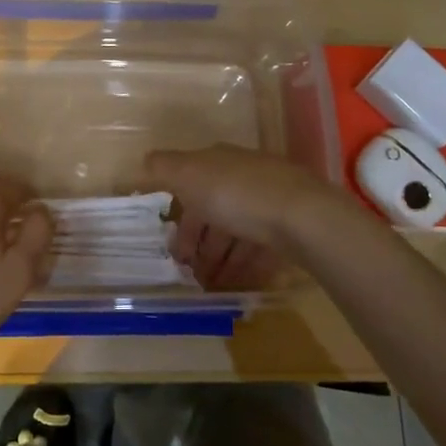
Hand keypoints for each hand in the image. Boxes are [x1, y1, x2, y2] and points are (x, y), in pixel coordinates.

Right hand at [142, 146, 336, 290]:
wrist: (302, 215)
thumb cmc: (235, 194)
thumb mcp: (187, 174)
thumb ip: (162, 168)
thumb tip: (143, 162)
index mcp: (220, 161)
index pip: (192, 184)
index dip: (179, 216)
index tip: (172, 249)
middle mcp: (245, 176)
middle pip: (215, 210)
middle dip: (201, 242)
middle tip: (190, 273)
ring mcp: (271, 200)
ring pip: (238, 230)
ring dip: (221, 257)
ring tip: (211, 284)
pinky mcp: (292, 225)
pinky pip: (261, 246)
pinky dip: (247, 263)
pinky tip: (239, 282)